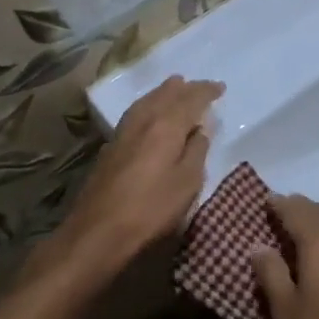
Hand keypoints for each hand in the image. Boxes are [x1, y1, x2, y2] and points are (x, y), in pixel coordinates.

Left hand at [55, 76, 222, 277]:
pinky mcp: (111, 146)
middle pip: (166, 93)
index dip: (207, 91)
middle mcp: (144, 119)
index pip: (191, 98)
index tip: (220, 88)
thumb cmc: (151, 209)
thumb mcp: (187, 183)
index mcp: (167, 124)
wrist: (98, 231)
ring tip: (175, 90)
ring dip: (164, 93)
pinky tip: (150, 115)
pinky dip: (150, 106)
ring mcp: (123, 131)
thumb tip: (201, 129)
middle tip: (199, 87)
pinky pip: (136, 113)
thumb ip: (197, 151)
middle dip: (185, 88)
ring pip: (147, 100)